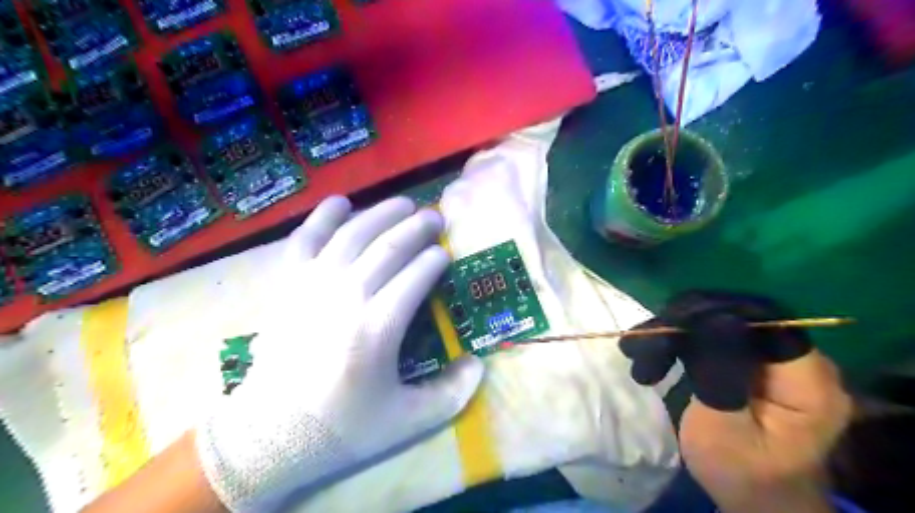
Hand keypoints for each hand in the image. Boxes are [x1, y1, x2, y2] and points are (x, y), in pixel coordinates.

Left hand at [194, 196, 484, 512]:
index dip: (435, 259)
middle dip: (417, 227)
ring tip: (404, 203)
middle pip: (389, 247)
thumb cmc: (342, 426)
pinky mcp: (287, 284)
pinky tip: (341, 202)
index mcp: (378, 328)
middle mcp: (346, 296)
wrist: (269, 434)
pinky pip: (306, 238)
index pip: (416, 276)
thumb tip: (478, 365)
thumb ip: (451, 395)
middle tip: (435, 217)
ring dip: (382, 213)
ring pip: (353, 234)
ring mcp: (312, 285)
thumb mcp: (406, 422)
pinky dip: (323, 216)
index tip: (446, 253)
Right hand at [619, 293, 854, 512]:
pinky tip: (654, 355)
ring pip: (722, 324)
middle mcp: (799, 362)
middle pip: (739, 318)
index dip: (715, 313)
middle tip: (643, 341)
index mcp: (808, 382)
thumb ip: (721, 376)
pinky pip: (717, 339)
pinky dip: (683, 343)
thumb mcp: (724, 431)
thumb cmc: (741, 473)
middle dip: (687, 324)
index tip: (669, 323)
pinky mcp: (756, 364)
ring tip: (640, 352)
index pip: (763, 322)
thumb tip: (713, 319)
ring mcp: (777, 362)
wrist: (756, 498)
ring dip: (678, 334)